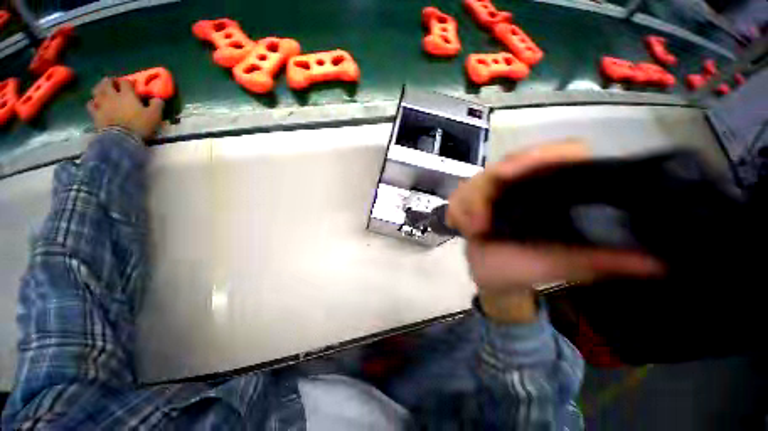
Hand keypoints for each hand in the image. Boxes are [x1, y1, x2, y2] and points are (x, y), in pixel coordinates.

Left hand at [87, 78, 163, 139]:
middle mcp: (112, 96)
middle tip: (113, 82)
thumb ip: (157, 105)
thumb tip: (158, 98)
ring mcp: (102, 104)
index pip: (125, 82)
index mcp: (126, 94)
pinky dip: (92, 102)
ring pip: (97, 91)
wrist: (122, 138)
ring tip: (102, 90)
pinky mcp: (95, 114)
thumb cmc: (140, 125)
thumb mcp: (155, 115)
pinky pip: (90, 105)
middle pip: (107, 83)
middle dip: (110, 81)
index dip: (128, 82)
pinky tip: (95, 103)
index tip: (132, 84)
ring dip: (99, 88)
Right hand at [446, 141, 664, 322]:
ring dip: (468, 202)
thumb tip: (658, 260)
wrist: (495, 278)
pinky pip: (459, 195)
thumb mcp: (565, 266)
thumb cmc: (529, 271)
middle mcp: (527, 184)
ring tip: (470, 229)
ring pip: (478, 179)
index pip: (560, 153)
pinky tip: (456, 223)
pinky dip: (455, 208)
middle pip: (508, 164)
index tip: (510, 176)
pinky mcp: (474, 200)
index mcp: (556, 190)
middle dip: (486, 188)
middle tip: (479, 222)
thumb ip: (602, 261)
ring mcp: (497, 191)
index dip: (538, 157)